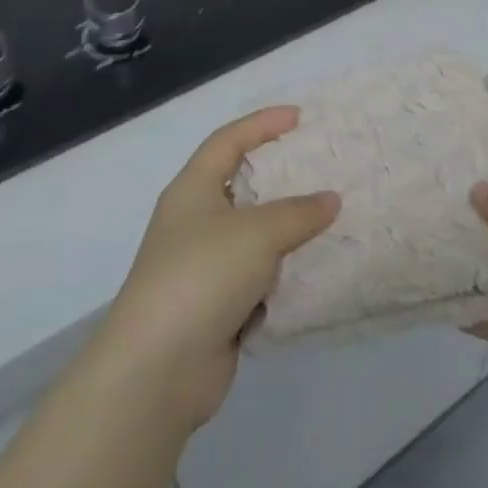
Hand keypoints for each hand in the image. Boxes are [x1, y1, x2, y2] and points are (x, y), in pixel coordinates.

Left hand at [93, 107, 338, 431]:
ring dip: (287, 229)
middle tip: (321, 167)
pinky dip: (283, 272)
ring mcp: (203, 266)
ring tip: (330, 216)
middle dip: (280, 177)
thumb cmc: (203, 276)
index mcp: (192, 190)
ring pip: (253, 235)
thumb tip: (330, 200)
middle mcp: (194, 221)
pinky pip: (258, 276)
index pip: (228, 141)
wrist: (157, 369)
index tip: (300, 117)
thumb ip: (298, 212)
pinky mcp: (216, 306)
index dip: (262, 124)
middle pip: (241, 185)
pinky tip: (315, 268)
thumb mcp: (258, 232)